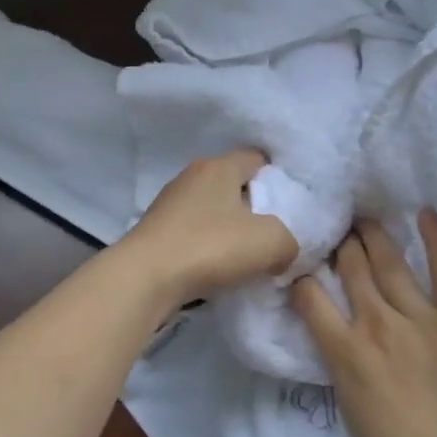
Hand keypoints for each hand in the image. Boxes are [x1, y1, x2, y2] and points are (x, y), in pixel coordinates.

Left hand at [119, 150, 300, 309]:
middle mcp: (192, 176)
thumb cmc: (210, 247)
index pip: (257, 159)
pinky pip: (193, 231)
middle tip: (272, 236)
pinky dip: (207, 246)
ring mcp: (169, 202)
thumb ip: (291, 239)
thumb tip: (283, 248)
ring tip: (246, 258)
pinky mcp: (156, 230)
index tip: (291, 210)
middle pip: (234, 185)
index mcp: (219, 165)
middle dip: (255, 208)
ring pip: (212, 210)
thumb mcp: (271, 242)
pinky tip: (216, 268)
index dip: (279, 181)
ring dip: (229, 230)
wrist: (145, 277)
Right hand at [291, 210, 436, 436]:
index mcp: (345, 352)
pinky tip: (425, 215)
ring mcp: (421, 319)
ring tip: (367, 218)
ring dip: (375, 238)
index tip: (303, 262)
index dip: (302, 275)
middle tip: (339, 227)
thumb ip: (347, 366)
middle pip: (351, 270)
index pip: (310, 297)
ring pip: (390, 264)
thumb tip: (347, 344)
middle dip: (341, 245)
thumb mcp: (352, 408)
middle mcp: (376, 325)